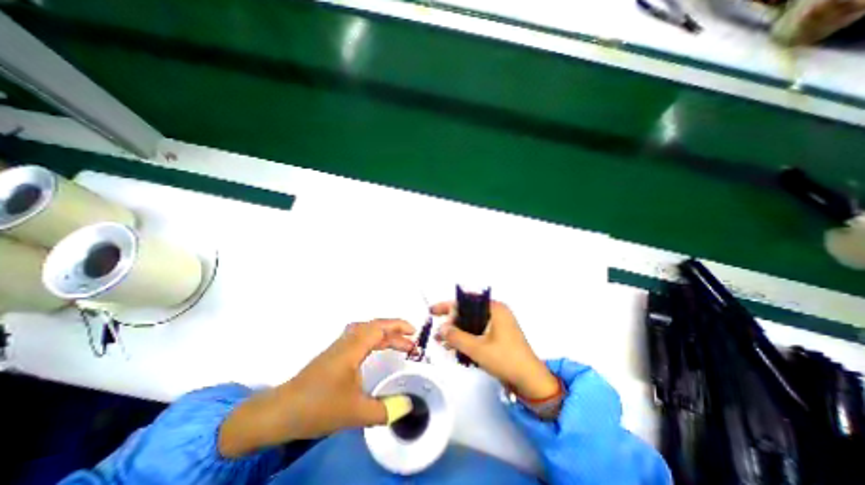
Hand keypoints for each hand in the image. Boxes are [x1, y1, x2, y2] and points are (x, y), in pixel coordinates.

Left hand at [220, 318, 415, 457]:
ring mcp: (339, 347)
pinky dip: (373, 341)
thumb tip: (407, 406)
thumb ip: (383, 410)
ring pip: (366, 331)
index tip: (414, 332)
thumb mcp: (355, 412)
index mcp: (353, 347)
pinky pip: (360, 339)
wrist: (280, 413)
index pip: (380, 327)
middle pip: (375, 326)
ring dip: (384, 335)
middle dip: (395, 331)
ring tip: (398, 346)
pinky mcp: (334, 355)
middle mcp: (347, 341)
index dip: (398, 326)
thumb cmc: (318, 406)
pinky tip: (375, 352)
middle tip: (410, 342)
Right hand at [433, 302, 560, 399]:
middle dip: (451, 322)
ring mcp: (498, 325)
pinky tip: (454, 348)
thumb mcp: (478, 349)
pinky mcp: (498, 337)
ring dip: (457, 332)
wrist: (530, 381)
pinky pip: (477, 333)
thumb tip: (441, 328)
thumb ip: (457, 337)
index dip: (448, 306)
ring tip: (441, 342)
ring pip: (471, 324)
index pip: (466, 302)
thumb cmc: (506, 360)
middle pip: (468, 313)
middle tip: (437, 332)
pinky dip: (466, 339)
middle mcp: (496, 313)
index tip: (433, 311)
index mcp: (495, 309)